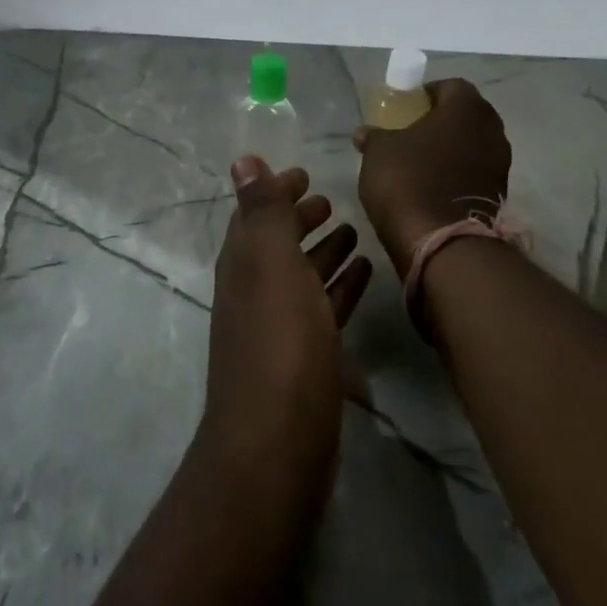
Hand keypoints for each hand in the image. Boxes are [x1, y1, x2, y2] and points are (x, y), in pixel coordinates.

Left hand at [197, 158, 372, 524]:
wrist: (277, 446)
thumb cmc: (279, 343)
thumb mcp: (270, 265)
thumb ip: (261, 212)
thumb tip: (242, 159)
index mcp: (242, 264)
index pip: (255, 214)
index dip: (276, 191)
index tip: (305, 174)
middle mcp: (255, 290)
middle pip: (278, 244)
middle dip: (300, 219)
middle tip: (330, 201)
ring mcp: (279, 327)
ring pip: (301, 276)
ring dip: (323, 251)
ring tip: (353, 231)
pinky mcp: (305, 358)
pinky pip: (322, 309)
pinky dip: (339, 288)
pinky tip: (364, 275)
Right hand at [353, 78, 511, 277]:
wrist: (441, 243)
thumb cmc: (407, 180)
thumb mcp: (378, 152)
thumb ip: (374, 136)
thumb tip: (364, 133)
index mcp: (466, 108)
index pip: (451, 86)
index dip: (427, 93)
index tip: (406, 107)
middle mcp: (492, 130)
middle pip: (466, 115)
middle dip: (442, 121)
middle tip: (412, 132)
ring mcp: (500, 164)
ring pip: (473, 144)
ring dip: (451, 149)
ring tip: (419, 162)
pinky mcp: (499, 194)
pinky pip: (475, 172)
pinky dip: (457, 174)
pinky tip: (431, 186)